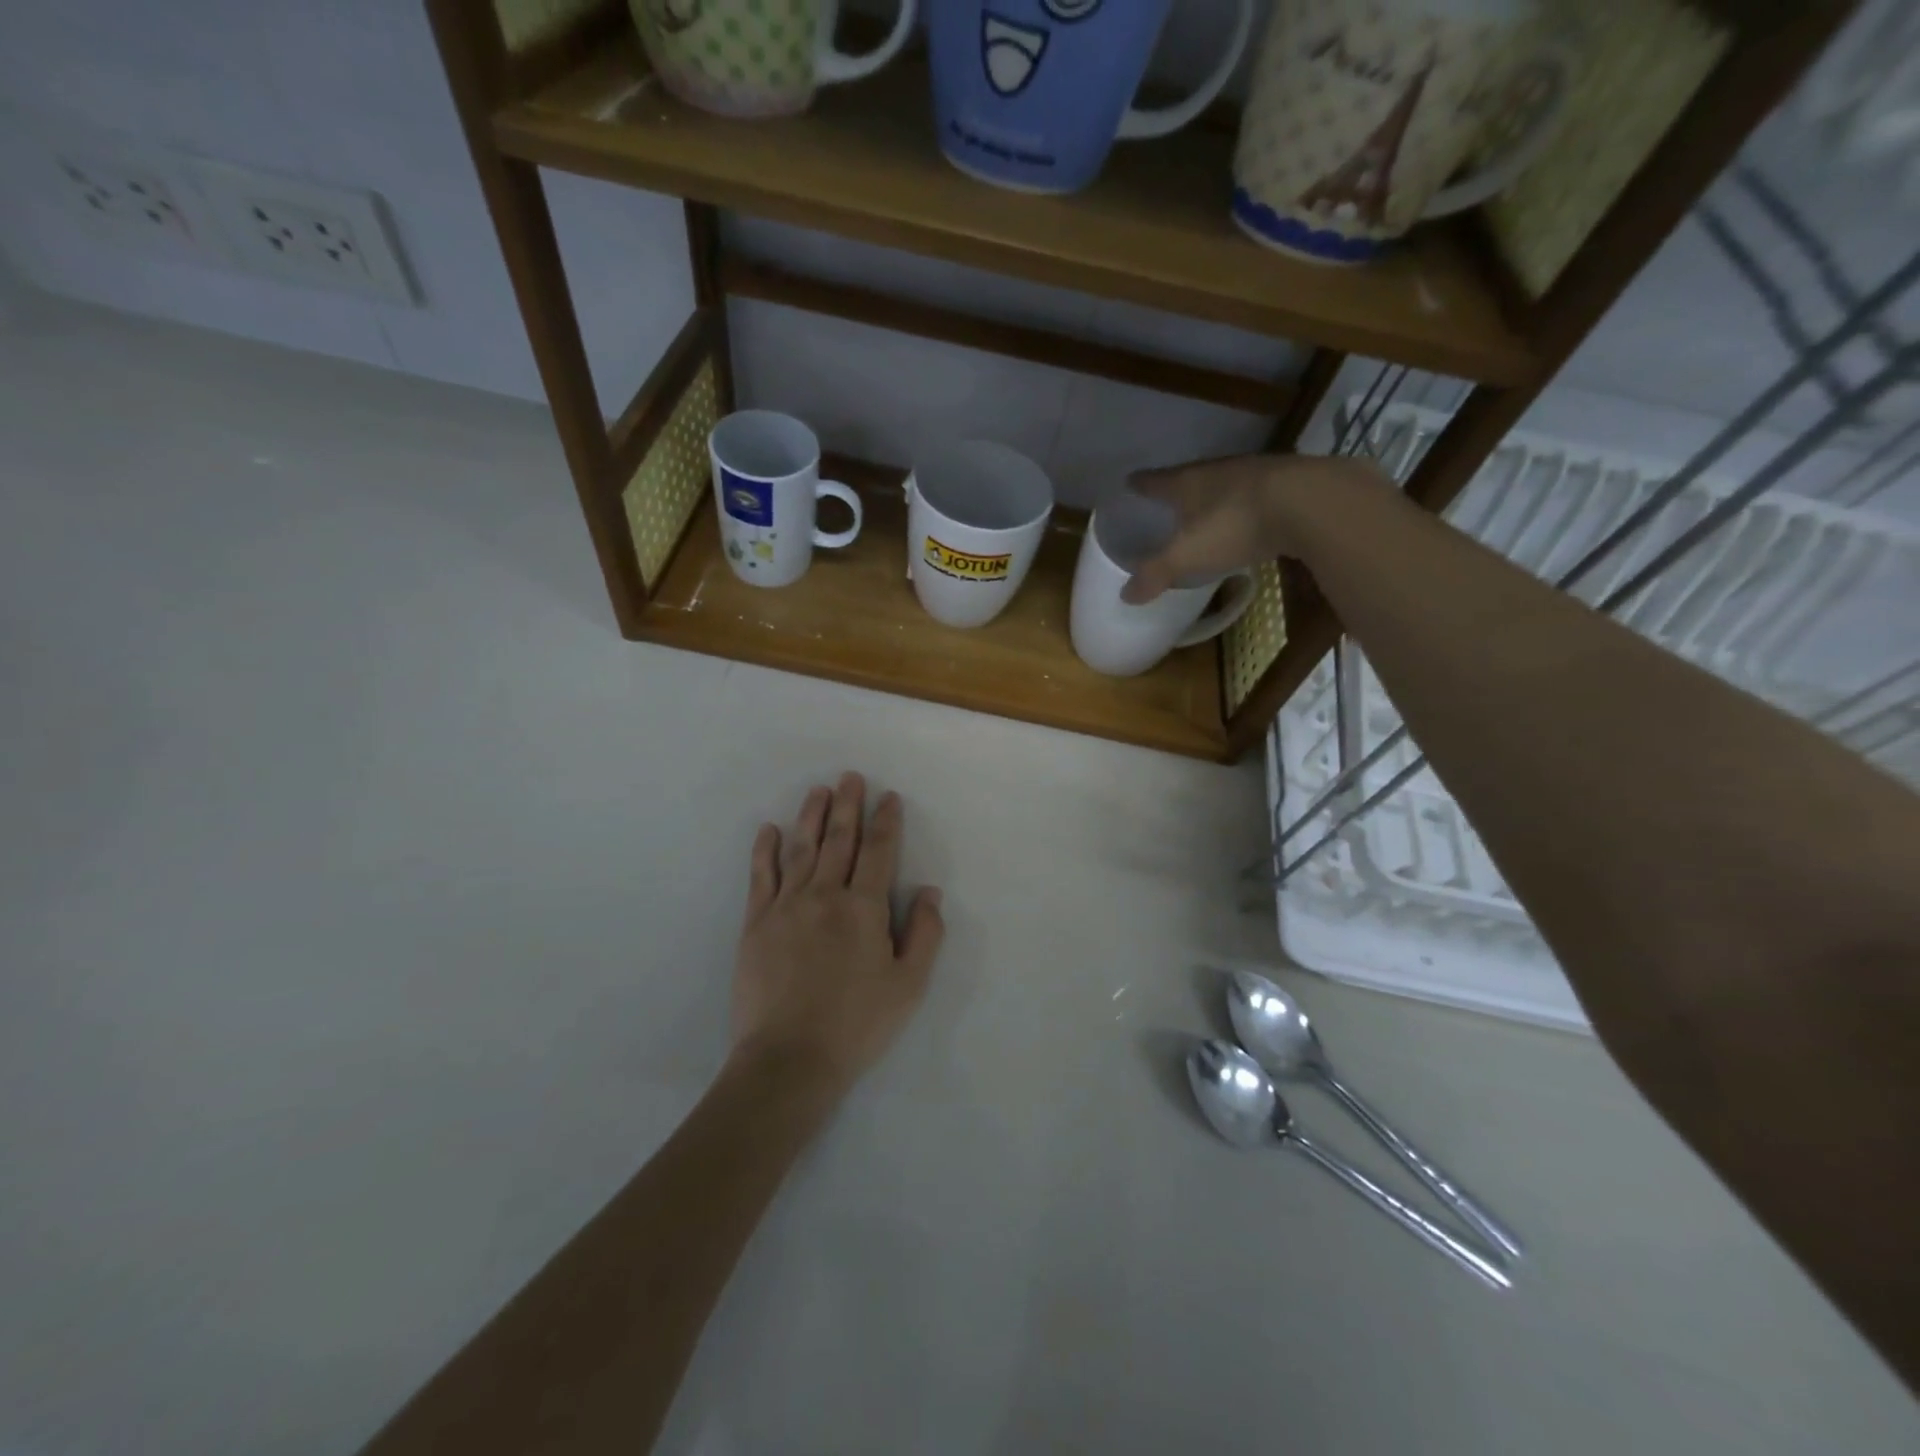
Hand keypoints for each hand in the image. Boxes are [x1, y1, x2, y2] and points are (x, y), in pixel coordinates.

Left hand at [730, 773, 944, 1100]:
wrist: (789, 1059)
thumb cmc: (857, 1024)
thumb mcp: (909, 986)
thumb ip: (924, 935)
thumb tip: (930, 892)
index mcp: (864, 909)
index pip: (879, 852)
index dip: (886, 822)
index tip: (888, 797)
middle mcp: (825, 896)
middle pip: (839, 840)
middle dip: (848, 806)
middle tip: (851, 777)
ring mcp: (786, 907)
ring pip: (801, 849)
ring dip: (811, 817)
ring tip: (818, 791)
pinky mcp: (756, 924)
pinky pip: (761, 876)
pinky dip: (765, 851)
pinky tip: (769, 830)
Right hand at [1119, 454, 1394, 603]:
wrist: (1310, 502)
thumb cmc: (1235, 524)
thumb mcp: (1187, 555)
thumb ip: (1156, 574)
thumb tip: (1125, 596)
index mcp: (1189, 482)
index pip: (1156, 480)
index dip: (1141, 484)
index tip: (1130, 484)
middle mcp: (1219, 470)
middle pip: (1191, 478)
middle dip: (1178, 490)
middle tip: (1167, 503)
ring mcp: (1257, 474)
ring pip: (1226, 484)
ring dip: (1214, 497)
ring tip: (1206, 512)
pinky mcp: (1290, 485)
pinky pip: (1257, 496)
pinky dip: (1247, 507)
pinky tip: (1250, 520)